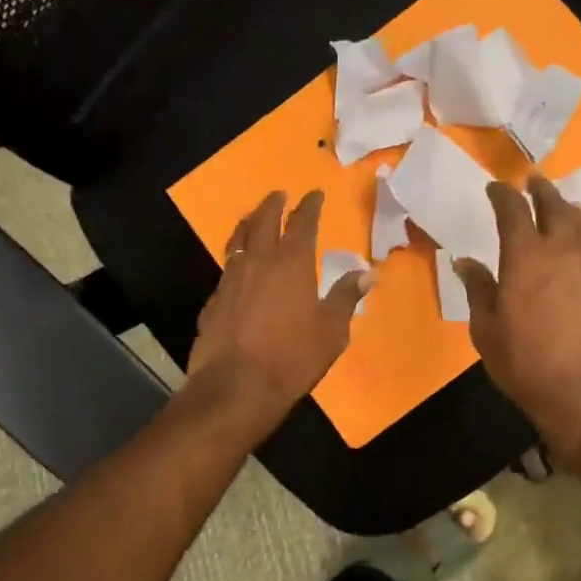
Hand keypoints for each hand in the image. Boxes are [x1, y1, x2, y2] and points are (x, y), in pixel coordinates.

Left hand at [185, 190, 371, 438]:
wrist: (235, 386)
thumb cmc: (292, 357)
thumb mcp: (330, 331)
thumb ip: (345, 297)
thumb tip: (368, 272)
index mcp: (292, 264)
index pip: (302, 223)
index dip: (309, 207)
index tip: (313, 194)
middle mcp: (258, 263)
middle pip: (263, 223)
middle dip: (272, 205)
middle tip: (278, 194)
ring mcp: (230, 280)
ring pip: (237, 241)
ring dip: (247, 224)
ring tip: (252, 218)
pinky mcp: (212, 302)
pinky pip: (225, 270)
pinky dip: (234, 259)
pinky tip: (236, 269)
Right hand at [454, 176, 580, 457]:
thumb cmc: (524, 363)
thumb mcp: (486, 329)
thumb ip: (478, 289)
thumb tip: (466, 262)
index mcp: (527, 257)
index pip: (514, 211)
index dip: (503, 195)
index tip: (494, 188)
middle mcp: (564, 252)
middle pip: (557, 207)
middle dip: (542, 190)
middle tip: (533, 181)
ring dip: (569, 209)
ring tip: (560, 206)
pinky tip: (576, 250)